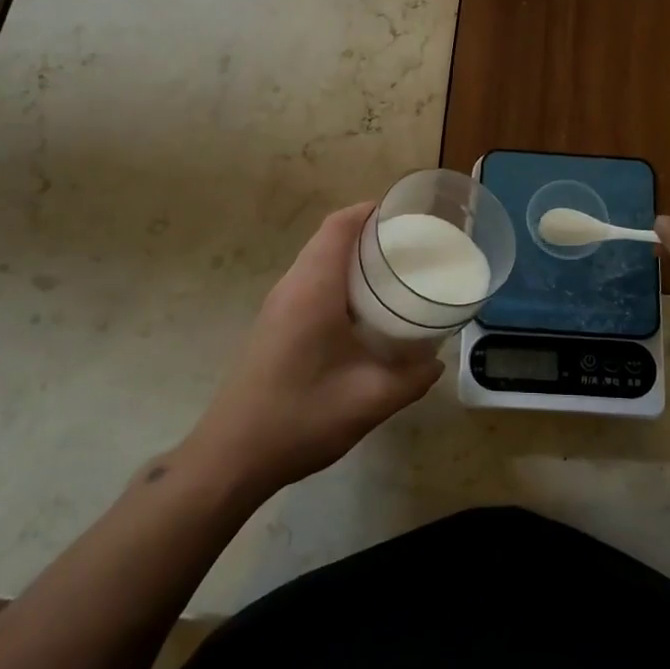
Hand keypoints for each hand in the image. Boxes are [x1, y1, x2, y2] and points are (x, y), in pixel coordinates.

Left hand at [181, 203, 442, 498]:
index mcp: (313, 288)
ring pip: (317, 261)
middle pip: (329, 238)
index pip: (339, 225)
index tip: (406, 214)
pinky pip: (309, 284)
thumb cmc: (300, 417)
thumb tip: (437, 362)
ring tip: (393, 273)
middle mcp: (292, 286)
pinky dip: (338, 280)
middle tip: (410, 246)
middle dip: (368, 233)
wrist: (231, 457)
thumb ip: (411, 378)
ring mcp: (278, 306)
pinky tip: (363, 312)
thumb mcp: (370, 400)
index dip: (370, 211)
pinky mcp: (273, 325)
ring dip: (352, 258)